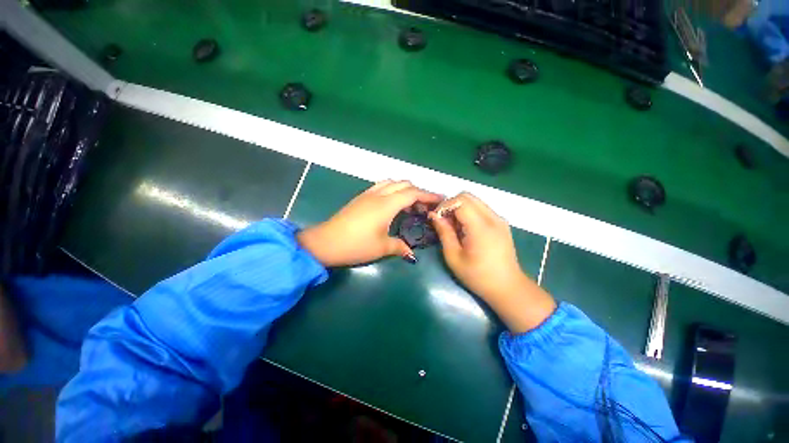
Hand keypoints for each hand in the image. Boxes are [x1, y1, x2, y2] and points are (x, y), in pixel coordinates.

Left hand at [297, 180, 441, 266]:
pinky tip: (392, 203)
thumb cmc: (356, 245)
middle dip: (418, 191)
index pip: (412, 193)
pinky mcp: (360, 197)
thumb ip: (399, 247)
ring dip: (404, 189)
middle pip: (404, 184)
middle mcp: (378, 195)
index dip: (428, 195)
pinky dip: (392, 189)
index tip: (440, 199)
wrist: (326, 242)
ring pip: (392, 182)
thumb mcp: (381, 247)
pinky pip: (381, 186)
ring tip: (410, 204)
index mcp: (386, 205)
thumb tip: (411, 253)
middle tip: (425, 206)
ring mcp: (368, 194)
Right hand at [430, 193, 555, 332]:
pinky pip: (481, 208)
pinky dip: (469, 213)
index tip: (436, 218)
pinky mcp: (501, 223)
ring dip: (460, 208)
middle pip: (468, 196)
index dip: (444, 206)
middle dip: (451, 204)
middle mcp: (493, 218)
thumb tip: (434, 215)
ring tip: (454, 226)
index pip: (460, 201)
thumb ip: (444, 232)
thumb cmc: (477, 276)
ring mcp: (499, 219)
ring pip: (474, 201)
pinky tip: (465, 229)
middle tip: (444, 221)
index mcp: (481, 227)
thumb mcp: (454, 257)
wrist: (507, 287)